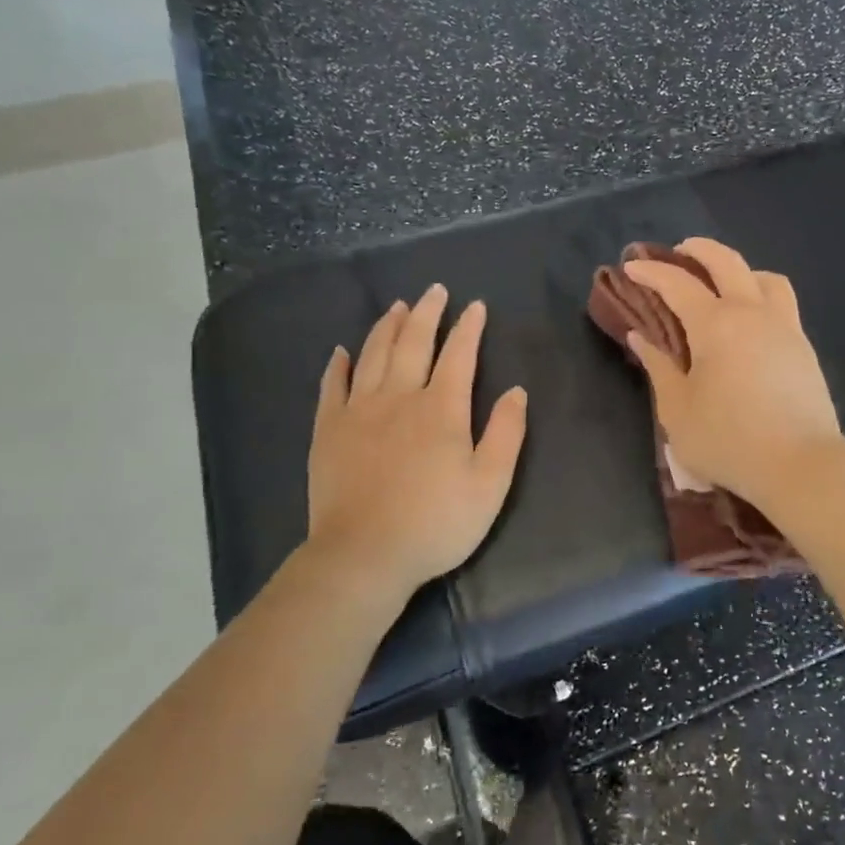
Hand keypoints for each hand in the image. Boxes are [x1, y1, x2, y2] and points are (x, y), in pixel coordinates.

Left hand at [299, 284, 527, 610]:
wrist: (364, 554)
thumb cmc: (436, 522)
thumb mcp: (490, 484)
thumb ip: (506, 433)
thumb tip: (516, 390)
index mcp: (441, 408)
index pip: (459, 355)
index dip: (469, 327)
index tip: (475, 306)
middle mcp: (399, 397)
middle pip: (413, 342)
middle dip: (427, 312)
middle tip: (433, 290)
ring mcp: (358, 410)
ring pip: (373, 355)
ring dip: (387, 327)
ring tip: (396, 307)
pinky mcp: (328, 430)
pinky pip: (332, 386)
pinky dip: (338, 365)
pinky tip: (341, 351)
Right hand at [623, 239, 844, 508]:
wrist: (801, 465)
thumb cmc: (729, 440)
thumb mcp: (677, 410)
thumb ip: (658, 367)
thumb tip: (641, 336)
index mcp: (715, 324)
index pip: (677, 283)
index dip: (651, 271)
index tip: (631, 266)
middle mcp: (752, 313)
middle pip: (727, 262)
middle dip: (698, 249)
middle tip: (678, 251)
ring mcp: (784, 327)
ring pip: (764, 278)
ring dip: (739, 269)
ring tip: (723, 284)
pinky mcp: (804, 347)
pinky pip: (782, 303)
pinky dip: (760, 295)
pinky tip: (750, 321)